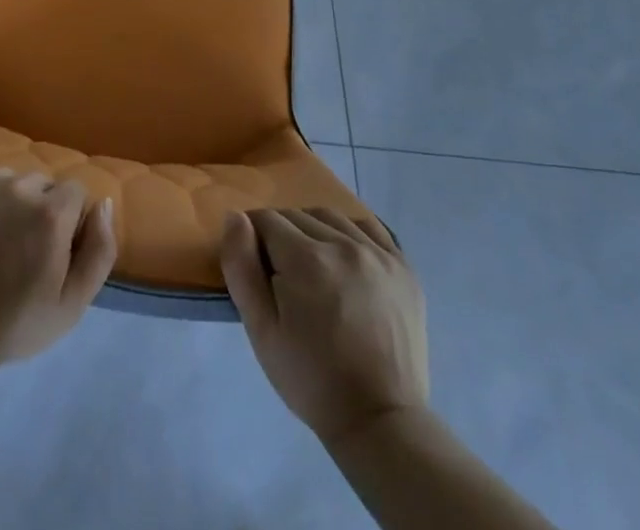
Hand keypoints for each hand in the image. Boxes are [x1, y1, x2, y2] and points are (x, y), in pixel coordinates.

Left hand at [0, 169, 117, 372]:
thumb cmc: (14, 323)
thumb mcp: (72, 304)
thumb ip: (99, 251)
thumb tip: (103, 204)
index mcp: (51, 212)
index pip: (75, 192)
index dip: (69, 221)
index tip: (53, 250)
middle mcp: (17, 186)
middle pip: (40, 183)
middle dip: (38, 209)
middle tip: (20, 249)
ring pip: (6, 180)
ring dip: (6, 202)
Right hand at [219, 208, 428, 444]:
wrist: (380, 422)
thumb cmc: (311, 378)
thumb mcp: (260, 330)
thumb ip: (241, 266)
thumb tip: (235, 217)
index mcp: (306, 258)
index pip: (266, 219)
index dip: (254, 240)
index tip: (259, 271)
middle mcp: (343, 244)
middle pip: (296, 216)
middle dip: (281, 237)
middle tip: (284, 278)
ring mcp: (379, 254)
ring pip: (330, 217)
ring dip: (313, 231)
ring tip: (314, 269)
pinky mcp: (404, 268)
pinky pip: (369, 227)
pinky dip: (350, 232)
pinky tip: (346, 258)